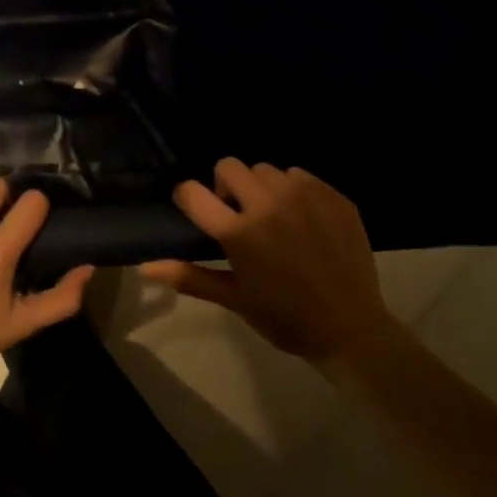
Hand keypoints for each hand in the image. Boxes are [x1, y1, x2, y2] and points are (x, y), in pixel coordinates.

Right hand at [141, 157, 391, 366]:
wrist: (352, 330)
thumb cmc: (285, 318)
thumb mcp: (234, 299)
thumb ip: (188, 277)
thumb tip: (144, 267)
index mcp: (239, 232)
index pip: (193, 192)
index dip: (187, 197)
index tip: (195, 210)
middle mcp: (268, 205)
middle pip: (229, 166)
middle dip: (225, 185)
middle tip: (237, 214)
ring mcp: (304, 197)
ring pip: (266, 169)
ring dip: (260, 187)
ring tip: (272, 215)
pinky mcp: (333, 197)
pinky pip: (301, 176)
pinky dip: (294, 191)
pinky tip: (303, 219)